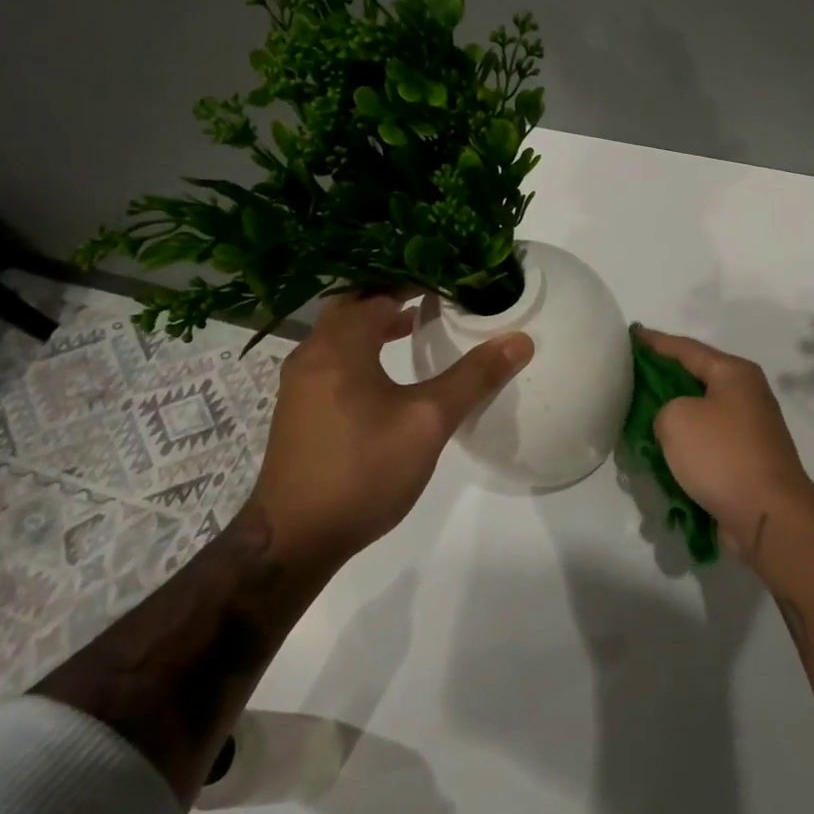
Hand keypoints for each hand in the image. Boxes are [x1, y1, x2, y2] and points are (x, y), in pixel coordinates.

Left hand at [247, 292, 532, 567]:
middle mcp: (312, 355)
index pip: (377, 292)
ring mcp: (300, 384)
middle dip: (390, 294)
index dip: (414, 279)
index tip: (449, 274)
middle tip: (433, 291)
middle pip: (352, 306)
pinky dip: (362, 348)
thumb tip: (519, 340)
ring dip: (374, 322)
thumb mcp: (428, 421)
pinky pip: (333, 358)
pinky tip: (387, 371)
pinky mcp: (299, 409)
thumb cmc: (363, 470)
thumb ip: (474, 377)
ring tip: (415, 323)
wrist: (294, 539)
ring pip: (340, 334)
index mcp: (339, 347)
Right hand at [636, 326, 813, 562]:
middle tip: (627, 378)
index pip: (686, 348)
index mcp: (734, 373)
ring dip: (671, 420)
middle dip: (661, 380)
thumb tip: (674, 422)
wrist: (768, 516)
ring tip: (636, 420)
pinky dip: (684, 449)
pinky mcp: (746, 462)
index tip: (630, 334)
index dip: (655, 341)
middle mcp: (746, 395)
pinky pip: (706, 446)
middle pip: (694, 379)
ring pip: (699, 415)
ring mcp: (749, 430)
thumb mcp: (676, 418)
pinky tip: (659, 457)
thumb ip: (662, 408)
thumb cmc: (722, 455)